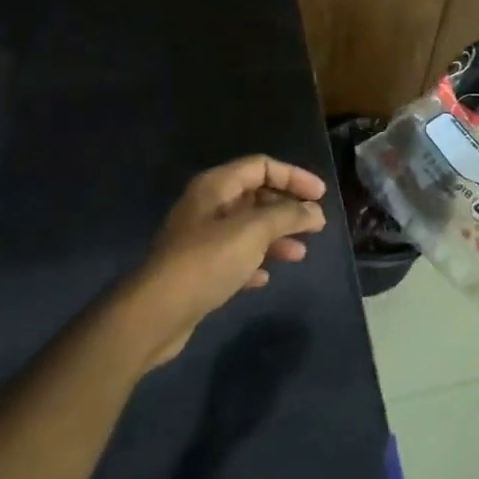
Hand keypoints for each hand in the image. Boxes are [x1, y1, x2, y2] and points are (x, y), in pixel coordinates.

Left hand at [125, 155, 327, 367]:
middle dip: (287, 209)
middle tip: (315, 226)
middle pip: (255, 196)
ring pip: (247, 229)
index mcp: (216, 186)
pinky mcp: (199, 270)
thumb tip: (315, 212)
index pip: (261, 166)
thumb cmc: (207, 261)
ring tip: (299, 254)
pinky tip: (265, 277)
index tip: (321, 196)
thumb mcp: (253, 231)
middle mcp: (207, 206)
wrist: (157, 312)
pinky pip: (234, 258)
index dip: (294, 176)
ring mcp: (201, 239)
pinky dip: (254, 262)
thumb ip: (287, 216)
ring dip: (276, 237)